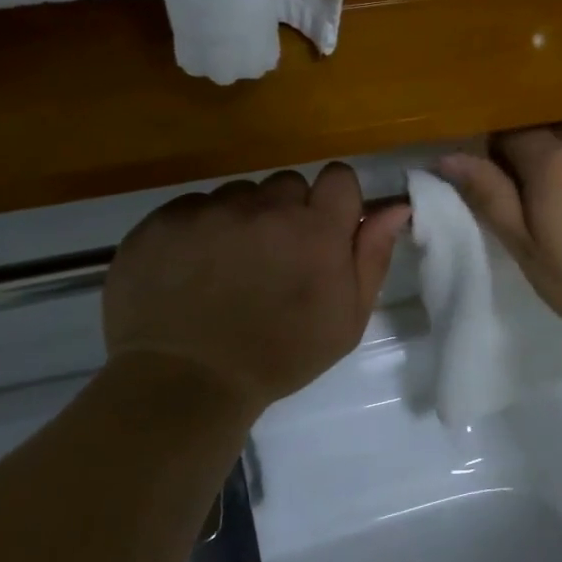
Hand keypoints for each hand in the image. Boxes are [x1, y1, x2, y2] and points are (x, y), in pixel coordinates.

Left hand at [103, 164, 408, 416]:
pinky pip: (192, 207)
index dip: (334, 200)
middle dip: (287, 212)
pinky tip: (190, 270)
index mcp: (316, 230)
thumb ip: (372, 256)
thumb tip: (396, 208)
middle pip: (287, 184)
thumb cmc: (279, 357)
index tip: (324, 229)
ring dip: (241, 220)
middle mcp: (266, 208)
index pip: (338, 177)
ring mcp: (211, 211)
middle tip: (273, 257)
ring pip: (238, 195)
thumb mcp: (346, 319)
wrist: (184, 384)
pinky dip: (197, 230)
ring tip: (226, 267)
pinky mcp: (164, 221)